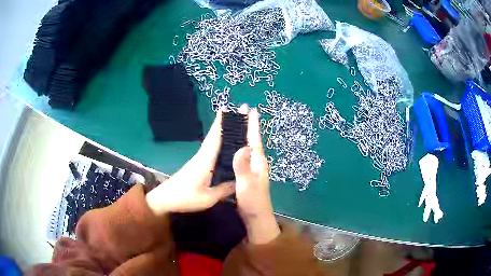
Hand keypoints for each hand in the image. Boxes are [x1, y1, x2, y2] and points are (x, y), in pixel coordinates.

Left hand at [146, 109, 234, 214]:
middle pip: (214, 135)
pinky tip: (227, 144)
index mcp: (205, 161)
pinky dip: (219, 141)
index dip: (222, 124)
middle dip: (225, 122)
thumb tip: (242, 180)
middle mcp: (202, 156)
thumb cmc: (185, 198)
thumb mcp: (208, 198)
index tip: (230, 109)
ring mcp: (199, 159)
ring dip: (223, 130)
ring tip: (236, 123)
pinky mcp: (198, 164)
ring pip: (213, 141)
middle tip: (239, 112)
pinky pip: (211, 149)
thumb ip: (224, 189)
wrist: (165, 199)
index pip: (215, 138)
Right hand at [233, 106, 280, 244]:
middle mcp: (256, 162)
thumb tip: (243, 146)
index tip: (252, 110)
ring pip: (245, 147)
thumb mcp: (247, 183)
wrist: (256, 216)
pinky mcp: (245, 174)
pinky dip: (236, 148)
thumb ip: (243, 166)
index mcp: (258, 162)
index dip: (253, 124)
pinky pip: (240, 156)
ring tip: (234, 124)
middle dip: (247, 126)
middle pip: (251, 140)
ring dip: (241, 135)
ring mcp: (251, 169)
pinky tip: (229, 147)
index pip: (255, 139)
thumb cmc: (253, 200)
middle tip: (241, 111)